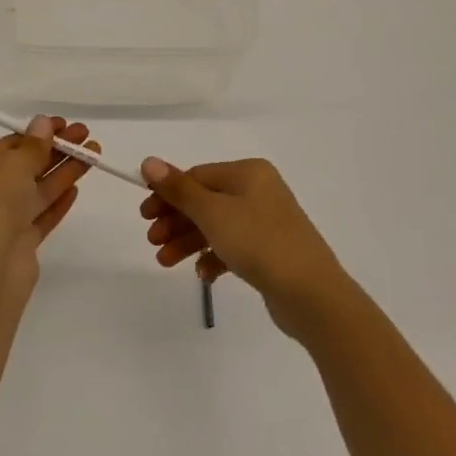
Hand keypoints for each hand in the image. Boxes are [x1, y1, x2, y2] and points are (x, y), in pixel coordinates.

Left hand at [0, 116, 97, 302]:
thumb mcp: (12, 165)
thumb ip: (32, 145)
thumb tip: (43, 123)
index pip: (6, 147)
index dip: (37, 133)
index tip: (64, 124)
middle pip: (24, 167)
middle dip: (55, 150)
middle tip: (85, 136)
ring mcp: (1, 222)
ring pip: (36, 191)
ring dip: (64, 172)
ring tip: (93, 155)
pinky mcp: (19, 245)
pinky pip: (41, 217)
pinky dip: (58, 201)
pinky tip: (77, 188)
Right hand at [139, 157, 349, 338]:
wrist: (311, 293)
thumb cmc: (258, 242)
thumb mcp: (212, 212)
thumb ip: (178, 189)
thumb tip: (148, 161)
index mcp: (248, 173)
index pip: (196, 176)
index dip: (167, 194)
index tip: (145, 216)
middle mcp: (259, 191)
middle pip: (205, 201)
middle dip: (175, 221)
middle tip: (152, 241)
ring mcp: (267, 222)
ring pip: (216, 226)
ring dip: (188, 242)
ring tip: (165, 262)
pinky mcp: (271, 251)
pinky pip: (233, 247)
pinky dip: (214, 257)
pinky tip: (203, 275)